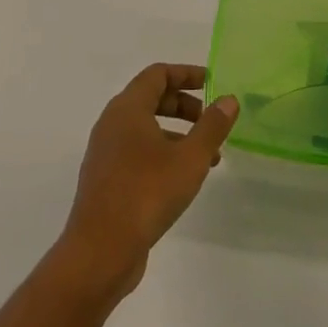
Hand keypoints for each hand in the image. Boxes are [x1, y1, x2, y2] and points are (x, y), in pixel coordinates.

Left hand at [58, 64, 238, 297]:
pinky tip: (183, 178)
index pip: (157, 74)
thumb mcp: (190, 158)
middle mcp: (112, 123)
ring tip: (208, 156)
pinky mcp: (106, 179)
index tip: (212, 83)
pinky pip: (138, 152)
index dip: (186, 74)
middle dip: (185, 105)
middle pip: (151, 98)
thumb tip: (228, 100)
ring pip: (146, 128)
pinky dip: (163, 153)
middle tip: (211, 120)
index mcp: (127, 108)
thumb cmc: (146, 193)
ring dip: (178, 133)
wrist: (99, 252)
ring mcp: (106, 152)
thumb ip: (212, 126)